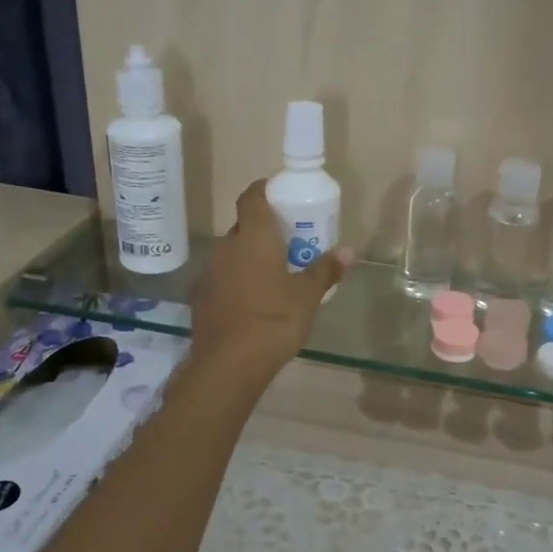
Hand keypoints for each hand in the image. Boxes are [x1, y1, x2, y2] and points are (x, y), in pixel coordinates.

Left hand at [191, 180, 350, 376]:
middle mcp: (227, 246)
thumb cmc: (275, 319)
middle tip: (289, 239)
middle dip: (264, 228)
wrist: (230, 362)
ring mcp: (211, 272)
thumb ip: (326, 270)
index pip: (252, 196)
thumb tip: (349, 251)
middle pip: (244, 225)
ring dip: (251, 255)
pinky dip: (240, 279)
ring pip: (233, 252)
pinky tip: (256, 299)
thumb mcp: (308, 295)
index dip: (265, 189)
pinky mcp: (204, 297)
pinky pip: (225, 277)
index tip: (282, 194)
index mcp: (253, 236)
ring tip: (275, 271)